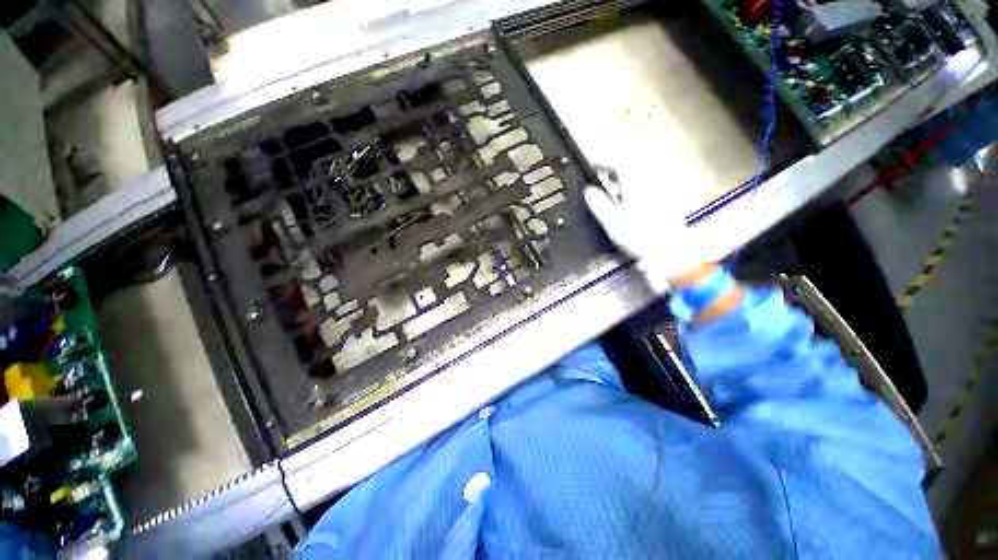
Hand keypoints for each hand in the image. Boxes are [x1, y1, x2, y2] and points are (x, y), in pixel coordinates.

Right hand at [583, 166, 730, 291]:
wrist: (669, 253)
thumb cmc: (640, 237)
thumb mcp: (613, 222)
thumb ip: (599, 204)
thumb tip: (588, 190)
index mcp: (637, 183)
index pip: (618, 162)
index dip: (602, 161)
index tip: (590, 164)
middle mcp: (650, 183)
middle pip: (629, 169)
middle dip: (611, 171)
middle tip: (597, 179)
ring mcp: (658, 192)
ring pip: (636, 180)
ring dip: (620, 182)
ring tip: (607, 193)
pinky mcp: (663, 203)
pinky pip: (643, 189)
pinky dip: (630, 192)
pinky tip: (624, 205)